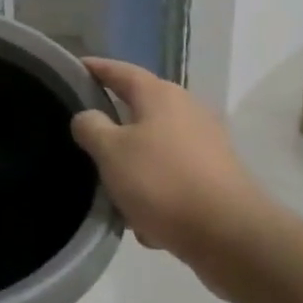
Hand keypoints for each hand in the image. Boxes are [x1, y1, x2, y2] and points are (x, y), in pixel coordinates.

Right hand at [70, 58, 280, 294]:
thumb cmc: (162, 182)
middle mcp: (187, 111)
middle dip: (112, 125)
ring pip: (154, 149)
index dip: (95, 68)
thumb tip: (88, 117)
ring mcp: (205, 145)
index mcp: (160, 96)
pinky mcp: (215, 178)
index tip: (72, 67)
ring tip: (111, 191)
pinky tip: (144, 221)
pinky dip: (155, 193)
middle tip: (83, 135)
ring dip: (133, 167)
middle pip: (139, 110)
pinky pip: (172, 179)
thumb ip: (90, 127)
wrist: (230, 236)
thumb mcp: (110, 151)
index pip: (120, 71)